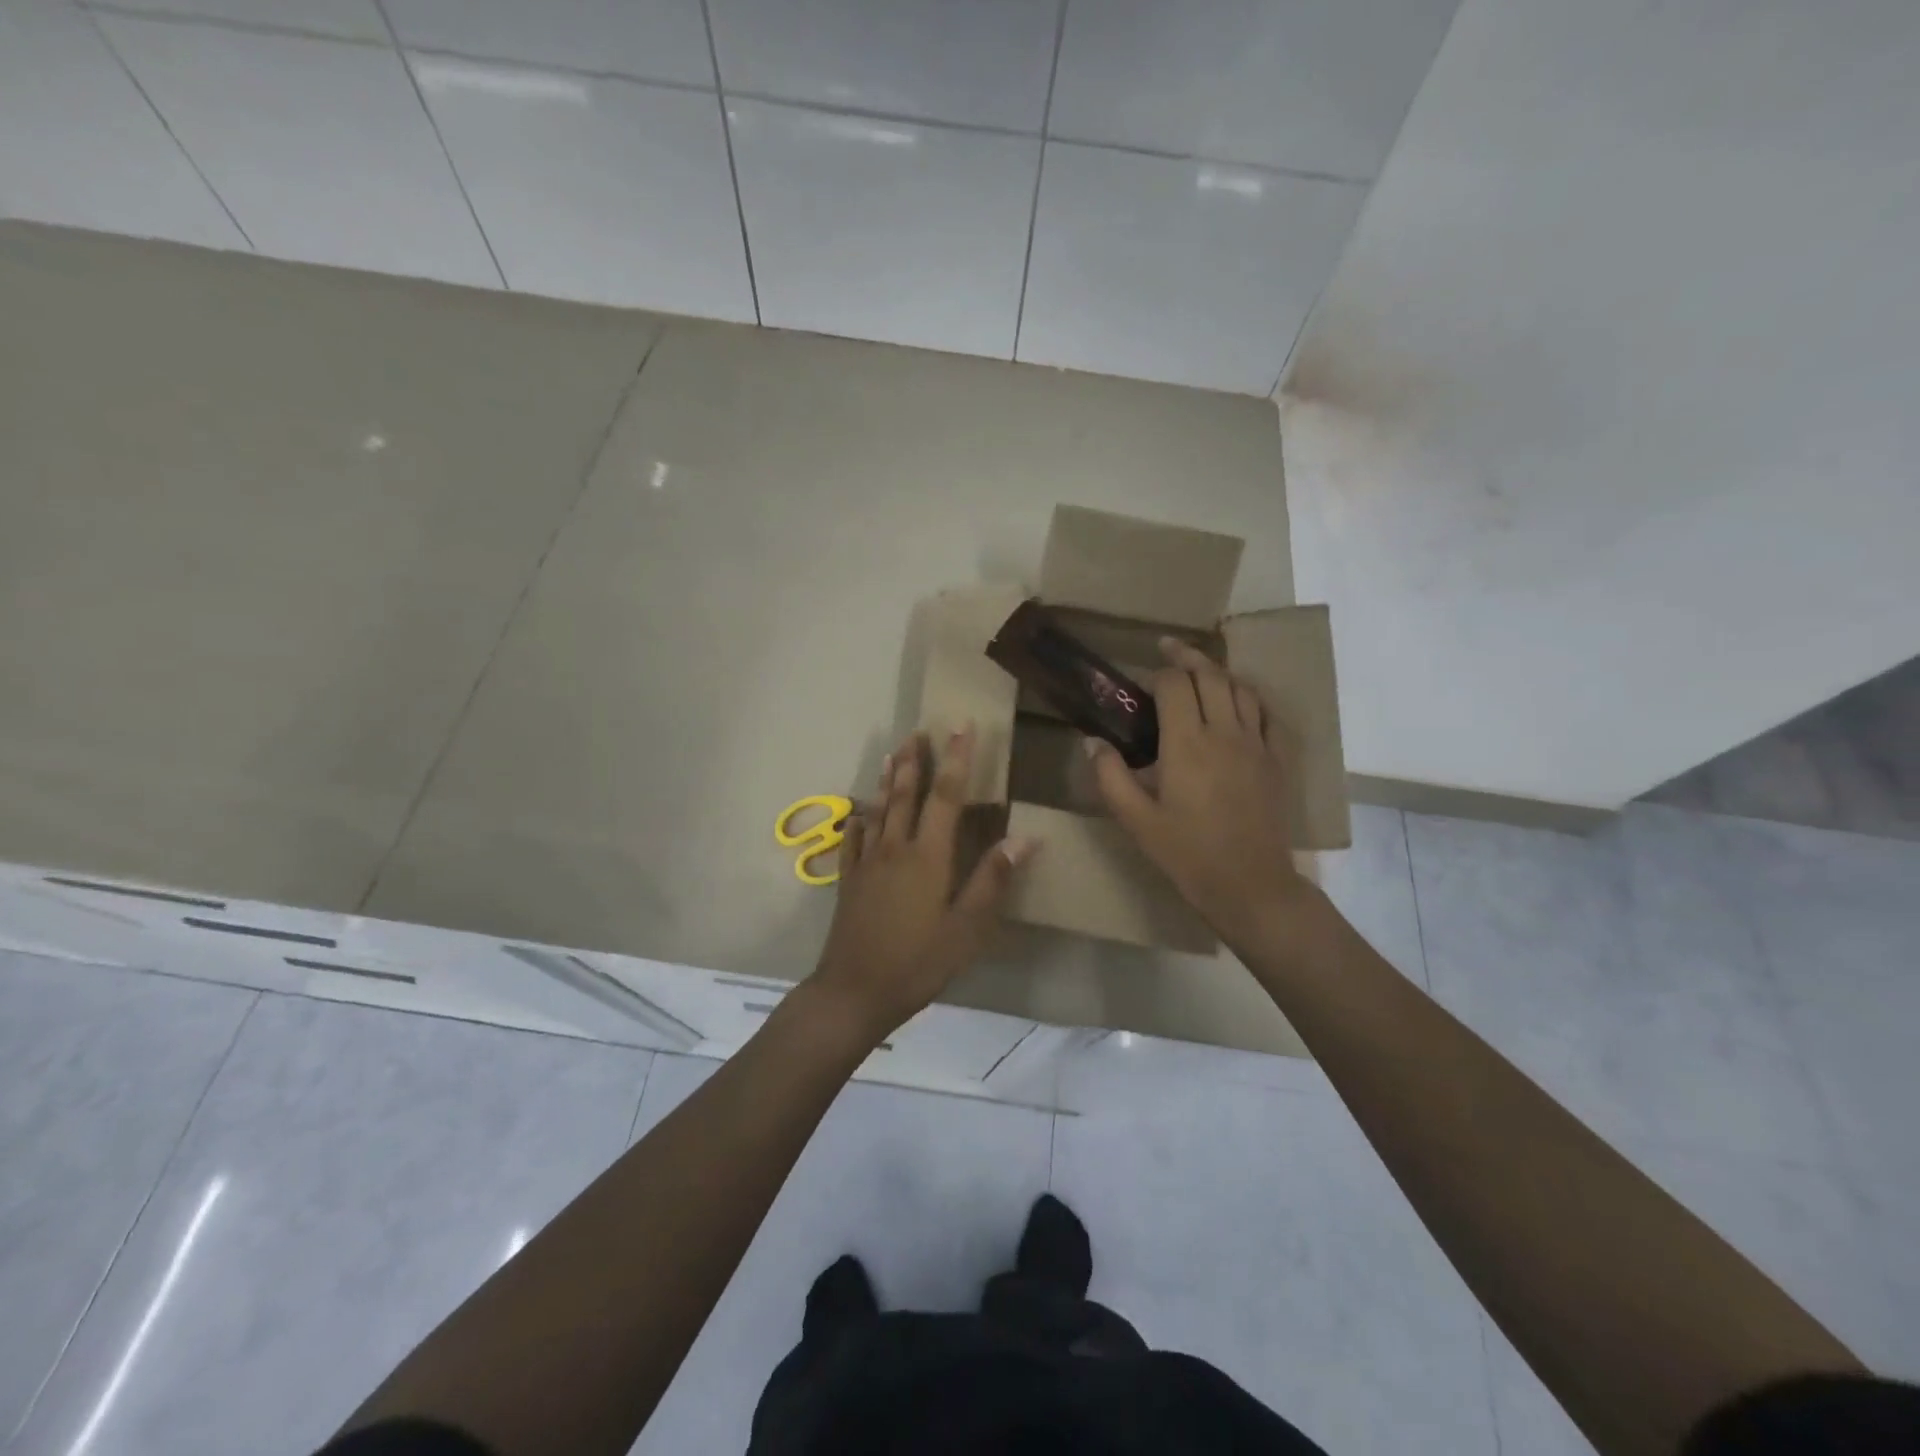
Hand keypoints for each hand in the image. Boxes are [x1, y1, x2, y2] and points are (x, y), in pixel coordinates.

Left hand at [809, 727, 1036, 1041]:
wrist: (855, 990)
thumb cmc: (918, 961)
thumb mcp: (967, 928)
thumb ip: (993, 880)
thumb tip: (1024, 837)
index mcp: (928, 855)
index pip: (946, 796)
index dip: (956, 759)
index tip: (961, 727)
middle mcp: (895, 848)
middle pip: (905, 793)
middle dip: (914, 760)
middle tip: (918, 730)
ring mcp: (867, 862)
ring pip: (878, 809)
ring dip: (886, 779)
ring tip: (891, 754)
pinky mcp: (849, 880)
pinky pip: (854, 839)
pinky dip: (859, 819)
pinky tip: (859, 812)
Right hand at [1086, 639, 1311, 945]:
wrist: (1249, 884)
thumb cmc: (1187, 854)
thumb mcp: (1136, 820)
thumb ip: (1111, 777)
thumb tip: (1093, 742)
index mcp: (1187, 744)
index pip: (1174, 686)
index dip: (1158, 673)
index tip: (1144, 677)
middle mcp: (1224, 733)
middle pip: (1210, 675)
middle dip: (1188, 656)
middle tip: (1168, 649)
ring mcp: (1256, 744)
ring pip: (1241, 689)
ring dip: (1219, 672)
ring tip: (1200, 670)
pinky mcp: (1275, 760)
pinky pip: (1266, 714)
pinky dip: (1249, 698)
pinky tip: (1238, 702)